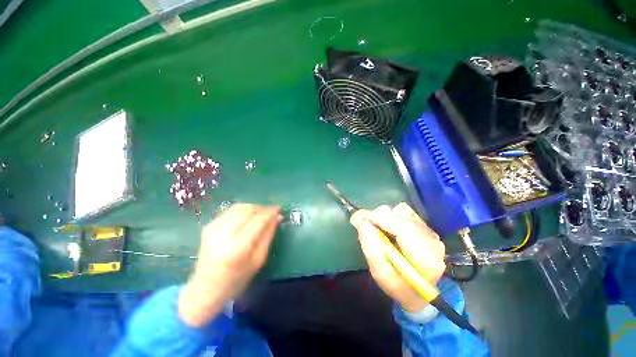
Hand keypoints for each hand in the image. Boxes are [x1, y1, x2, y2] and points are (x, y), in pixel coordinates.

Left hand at [179, 204, 282, 326]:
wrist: (205, 288)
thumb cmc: (237, 279)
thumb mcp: (258, 260)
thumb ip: (268, 235)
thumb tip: (277, 217)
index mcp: (237, 247)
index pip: (258, 220)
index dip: (270, 212)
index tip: (279, 209)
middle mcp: (223, 233)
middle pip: (247, 209)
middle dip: (262, 208)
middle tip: (270, 213)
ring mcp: (213, 228)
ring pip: (239, 207)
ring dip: (253, 208)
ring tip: (259, 215)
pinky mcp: (209, 225)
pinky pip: (231, 211)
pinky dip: (242, 211)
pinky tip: (246, 219)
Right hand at [351, 202, 445, 312]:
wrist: (419, 291)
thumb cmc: (399, 286)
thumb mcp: (380, 273)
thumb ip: (371, 248)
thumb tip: (361, 221)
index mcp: (425, 259)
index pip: (403, 228)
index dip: (379, 219)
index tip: (360, 217)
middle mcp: (432, 241)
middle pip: (401, 216)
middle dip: (379, 218)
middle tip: (365, 225)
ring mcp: (430, 232)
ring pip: (402, 211)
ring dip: (386, 217)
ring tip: (380, 231)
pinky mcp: (426, 227)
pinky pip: (404, 212)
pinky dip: (392, 217)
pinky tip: (390, 230)